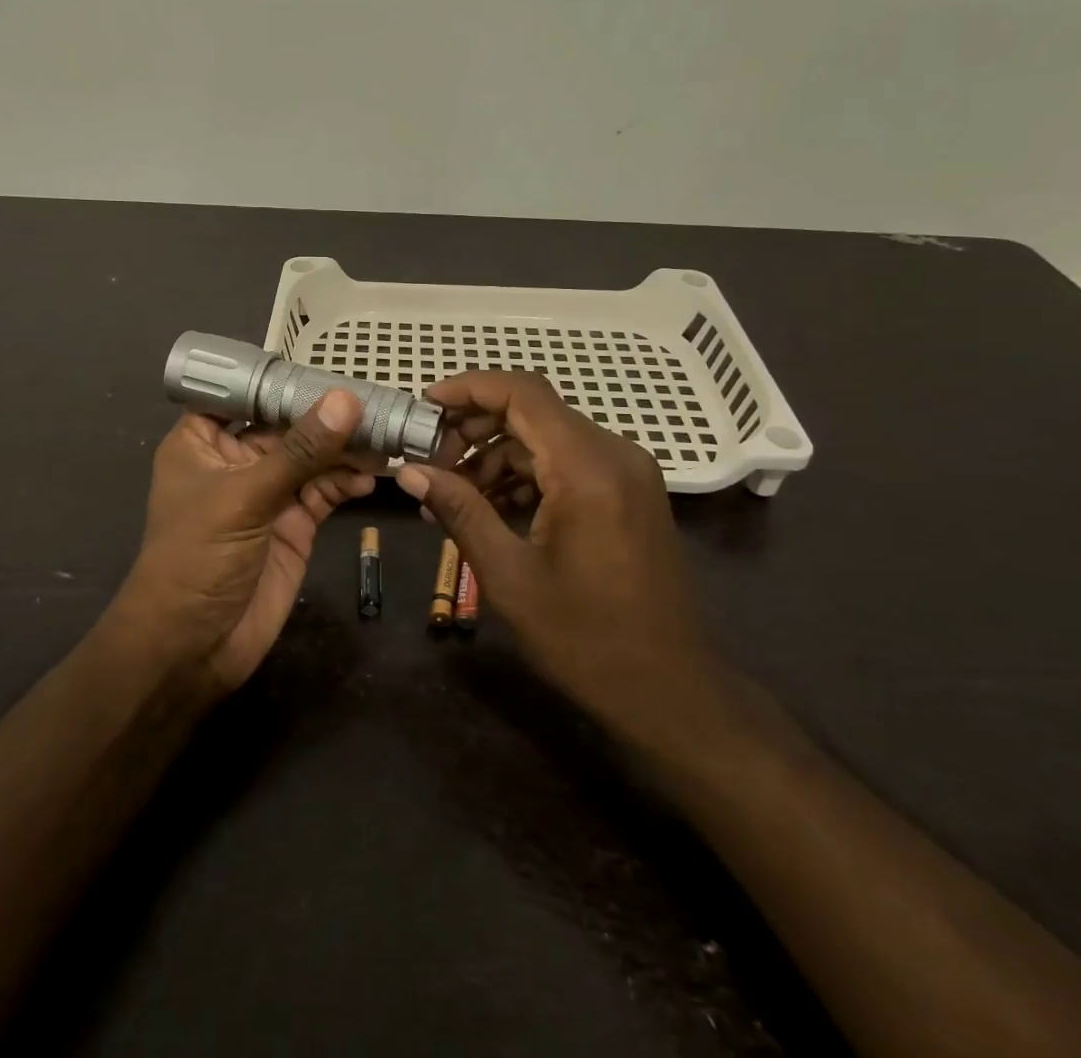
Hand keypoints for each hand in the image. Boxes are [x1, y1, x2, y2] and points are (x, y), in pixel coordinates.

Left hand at [112, 389, 375, 692]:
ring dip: (345, 449)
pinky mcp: (294, 523)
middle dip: (326, 414)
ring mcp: (267, 493)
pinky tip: (371, 479)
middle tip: (374, 401)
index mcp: (203, 441)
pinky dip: (348, 483)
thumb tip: (346, 399)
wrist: (193, 648)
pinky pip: (325, 491)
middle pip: (286, 423)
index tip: (324, 363)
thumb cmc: (198, 558)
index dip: (278, 378)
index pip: (241, 393)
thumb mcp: (245, 497)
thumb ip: (300, 450)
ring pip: (312, 457)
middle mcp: (236, 460)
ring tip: (384, 437)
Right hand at [395, 371, 732, 761]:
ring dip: (496, 455)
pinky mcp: (628, 492)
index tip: (424, 405)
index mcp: (588, 468)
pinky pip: (567, 462)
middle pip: (533, 410)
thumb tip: (409, 472)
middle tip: (430, 460)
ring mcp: (626, 472)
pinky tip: (490, 507)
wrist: (671, 692)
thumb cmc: (586, 640)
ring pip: (547, 437)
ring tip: (450, 494)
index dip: (469, 388)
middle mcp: (614, 454)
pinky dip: (525, 474)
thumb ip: (459, 511)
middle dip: (474, 427)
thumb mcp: (508, 575)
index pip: (522, 392)